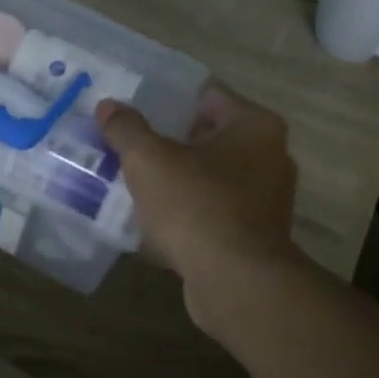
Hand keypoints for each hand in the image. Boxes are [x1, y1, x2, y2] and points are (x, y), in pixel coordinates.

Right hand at [97, 85, 299, 318]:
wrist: (235, 282)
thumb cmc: (195, 205)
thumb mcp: (148, 160)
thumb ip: (126, 129)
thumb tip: (108, 106)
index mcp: (254, 126)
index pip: (208, 96)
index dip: (169, 99)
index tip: (136, 107)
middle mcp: (270, 157)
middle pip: (209, 138)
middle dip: (170, 142)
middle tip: (129, 145)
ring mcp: (266, 200)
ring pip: (210, 178)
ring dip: (177, 180)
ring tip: (135, 183)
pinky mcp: (255, 237)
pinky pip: (212, 213)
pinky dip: (186, 214)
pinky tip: (152, 223)